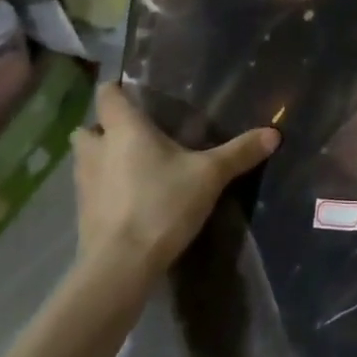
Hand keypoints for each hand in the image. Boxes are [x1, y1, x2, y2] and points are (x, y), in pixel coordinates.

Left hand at [70, 83, 278, 283]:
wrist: (120, 265)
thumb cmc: (162, 205)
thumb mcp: (209, 176)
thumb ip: (239, 153)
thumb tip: (274, 133)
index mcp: (124, 129)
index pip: (106, 95)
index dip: (115, 90)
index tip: (132, 93)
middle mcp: (97, 150)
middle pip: (87, 128)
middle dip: (103, 128)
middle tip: (131, 135)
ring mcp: (84, 184)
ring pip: (84, 159)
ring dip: (99, 159)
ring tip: (129, 167)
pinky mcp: (82, 214)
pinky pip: (89, 190)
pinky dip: (103, 189)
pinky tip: (127, 200)